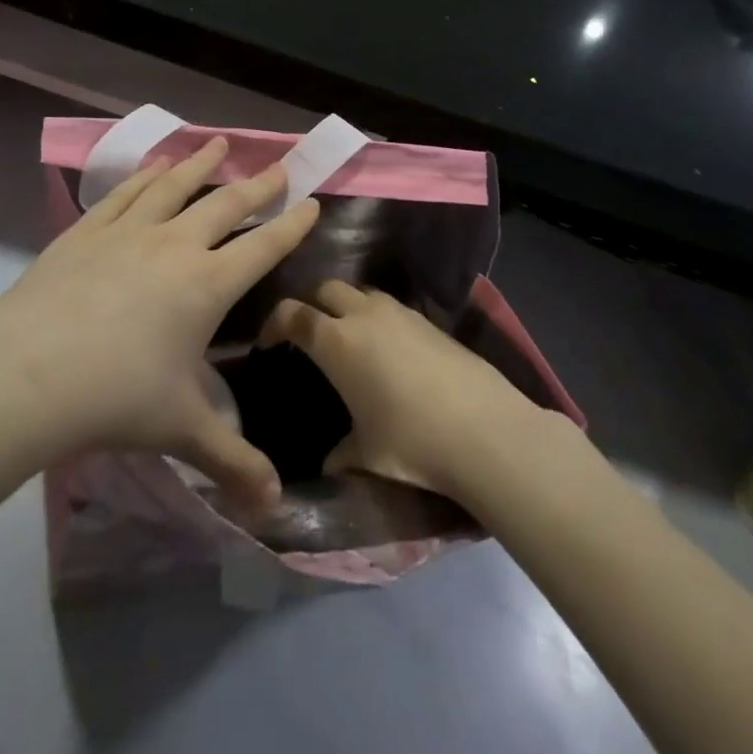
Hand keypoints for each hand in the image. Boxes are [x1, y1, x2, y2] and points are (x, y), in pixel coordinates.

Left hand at [0, 138, 318, 506]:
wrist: (26, 375)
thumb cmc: (116, 398)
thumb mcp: (182, 431)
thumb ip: (233, 463)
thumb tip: (275, 509)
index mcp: (207, 285)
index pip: (263, 247)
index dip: (292, 224)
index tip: (311, 202)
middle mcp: (175, 246)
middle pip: (226, 206)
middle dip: (257, 185)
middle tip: (278, 165)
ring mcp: (129, 232)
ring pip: (175, 187)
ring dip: (200, 165)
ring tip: (217, 144)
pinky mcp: (87, 231)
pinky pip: (126, 194)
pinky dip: (146, 176)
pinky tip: (154, 167)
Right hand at [260, 282, 541, 502]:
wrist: (483, 431)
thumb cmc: (410, 442)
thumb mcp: (365, 454)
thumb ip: (340, 454)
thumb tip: (330, 464)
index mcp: (336, 341)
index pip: (292, 314)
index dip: (274, 323)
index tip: (268, 342)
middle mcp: (364, 315)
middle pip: (326, 289)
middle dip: (311, 304)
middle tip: (308, 333)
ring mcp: (400, 313)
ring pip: (361, 292)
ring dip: (347, 306)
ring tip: (349, 337)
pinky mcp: (429, 320)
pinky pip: (391, 307)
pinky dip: (378, 317)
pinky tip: (387, 349)